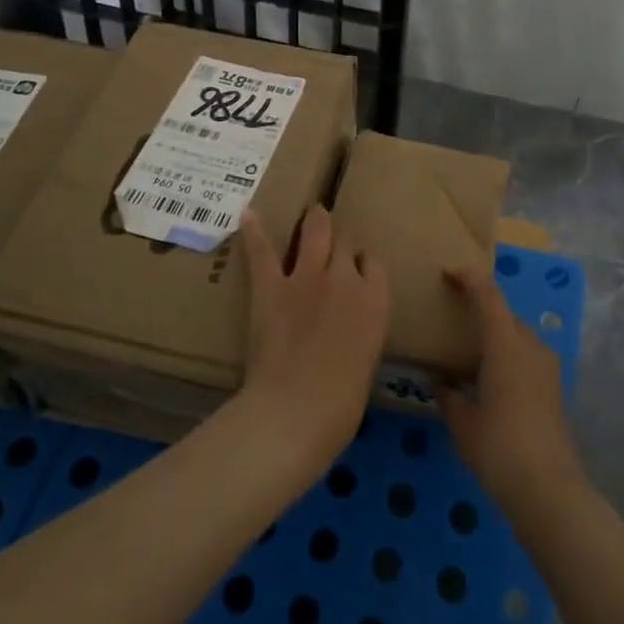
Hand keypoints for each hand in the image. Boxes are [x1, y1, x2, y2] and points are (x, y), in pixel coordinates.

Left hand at [238, 205, 387, 467]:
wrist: (298, 410)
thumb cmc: (342, 404)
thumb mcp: (366, 361)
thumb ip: (360, 332)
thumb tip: (349, 330)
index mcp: (375, 301)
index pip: (374, 263)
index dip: (363, 264)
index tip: (357, 270)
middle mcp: (345, 278)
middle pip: (345, 243)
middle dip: (340, 242)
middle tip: (332, 242)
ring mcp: (307, 277)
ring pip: (316, 232)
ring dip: (314, 222)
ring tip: (312, 213)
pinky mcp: (271, 286)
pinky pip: (263, 251)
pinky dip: (254, 232)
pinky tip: (248, 215)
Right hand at [438, 265, 586, 514]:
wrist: (549, 490)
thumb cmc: (498, 448)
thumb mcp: (462, 422)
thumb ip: (448, 395)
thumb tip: (440, 382)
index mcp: (506, 343)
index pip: (488, 295)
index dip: (469, 277)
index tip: (448, 272)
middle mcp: (530, 345)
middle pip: (504, 315)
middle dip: (480, 312)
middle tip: (454, 322)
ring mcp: (547, 367)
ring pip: (517, 337)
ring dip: (496, 338)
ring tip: (469, 357)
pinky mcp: (554, 388)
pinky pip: (526, 358)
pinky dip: (507, 358)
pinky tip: (490, 383)